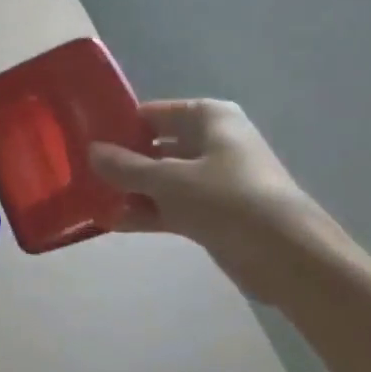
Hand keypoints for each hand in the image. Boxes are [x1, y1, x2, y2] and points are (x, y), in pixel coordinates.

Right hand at [88, 99, 326, 302]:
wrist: (290, 258)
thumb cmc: (229, 200)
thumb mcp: (169, 180)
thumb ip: (126, 166)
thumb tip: (91, 152)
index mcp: (209, 118)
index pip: (152, 113)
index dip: (119, 125)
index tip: (83, 139)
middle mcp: (213, 142)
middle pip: (156, 146)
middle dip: (121, 161)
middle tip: (80, 170)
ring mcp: (214, 180)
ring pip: (161, 179)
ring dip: (130, 190)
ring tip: (90, 198)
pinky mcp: (214, 213)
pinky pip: (171, 206)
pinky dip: (146, 213)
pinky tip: (111, 222)